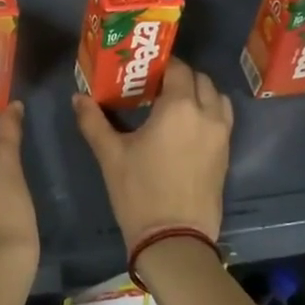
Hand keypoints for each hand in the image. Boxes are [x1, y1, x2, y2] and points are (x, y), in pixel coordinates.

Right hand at [72, 58, 232, 259]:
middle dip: (180, 77)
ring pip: (217, 98)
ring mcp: (221, 135)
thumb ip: (93, 121)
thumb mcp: (110, 155)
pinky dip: (209, 112)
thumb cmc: (139, 192)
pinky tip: (186, 128)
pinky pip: (222, 119)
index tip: (142, 71)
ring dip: (199, 93)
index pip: (178, 68)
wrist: (174, 239)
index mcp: (179, 107)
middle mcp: (206, 114)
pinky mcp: (226, 154)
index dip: (161, 64)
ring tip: (174, 105)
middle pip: (200, 79)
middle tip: (155, 87)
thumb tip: (78, 97)